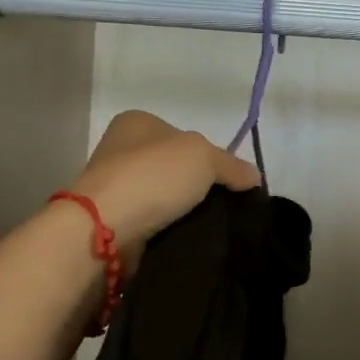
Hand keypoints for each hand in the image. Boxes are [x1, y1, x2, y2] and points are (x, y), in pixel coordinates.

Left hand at [69, 111, 261, 258]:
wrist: (104, 227)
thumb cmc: (153, 176)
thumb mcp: (204, 158)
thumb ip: (232, 165)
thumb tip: (255, 177)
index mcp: (137, 121)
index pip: (186, 137)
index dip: (211, 157)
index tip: (229, 182)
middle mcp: (121, 149)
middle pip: (176, 168)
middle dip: (198, 187)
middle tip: (223, 206)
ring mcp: (114, 186)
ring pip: (165, 197)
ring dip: (183, 211)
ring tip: (208, 226)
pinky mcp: (113, 220)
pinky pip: (153, 222)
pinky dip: (168, 229)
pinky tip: (184, 237)